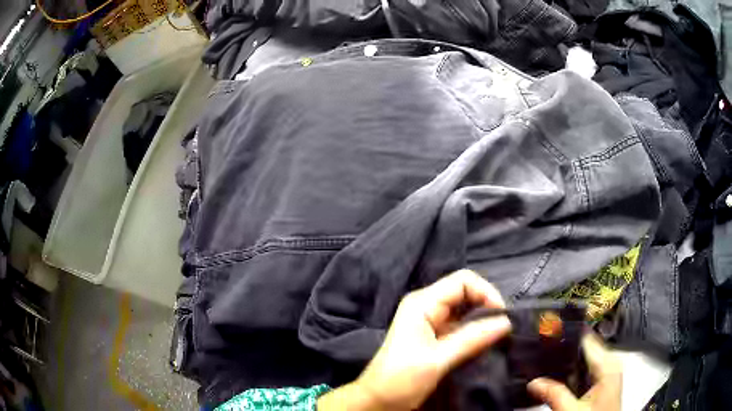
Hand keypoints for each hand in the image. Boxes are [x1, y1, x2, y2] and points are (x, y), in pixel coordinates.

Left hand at [318, 270, 510, 410]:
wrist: (378, 400)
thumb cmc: (400, 379)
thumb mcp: (437, 360)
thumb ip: (472, 339)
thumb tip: (506, 322)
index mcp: (422, 303)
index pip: (463, 281)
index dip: (486, 292)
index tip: (501, 317)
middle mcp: (427, 306)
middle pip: (465, 293)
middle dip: (486, 306)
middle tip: (503, 329)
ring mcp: (430, 321)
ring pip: (465, 310)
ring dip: (483, 321)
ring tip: (498, 337)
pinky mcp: (434, 337)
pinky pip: (461, 326)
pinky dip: (475, 332)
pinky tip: (485, 344)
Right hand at [527, 333, 621, 410]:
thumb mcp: (571, 410)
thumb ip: (553, 395)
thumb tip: (534, 382)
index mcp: (609, 364)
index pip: (587, 338)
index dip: (568, 335)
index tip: (550, 333)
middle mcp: (611, 363)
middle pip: (586, 347)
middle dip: (566, 351)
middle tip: (544, 353)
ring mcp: (609, 371)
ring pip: (586, 358)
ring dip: (569, 362)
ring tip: (550, 365)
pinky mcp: (604, 380)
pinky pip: (587, 368)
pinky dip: (575, 371)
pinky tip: (563, 379)